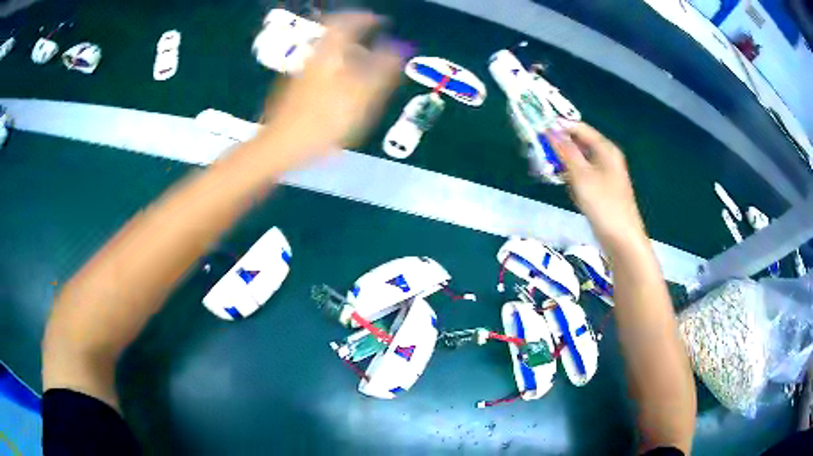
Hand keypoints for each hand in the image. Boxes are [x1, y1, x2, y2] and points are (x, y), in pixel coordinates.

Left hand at [261, 12, 402, 164]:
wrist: (281, 146)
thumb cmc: (325, 119)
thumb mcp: (362, 94)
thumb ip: (383, 69)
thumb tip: (400, 47)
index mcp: (329, 54)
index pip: (346, 22)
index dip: (365, 18)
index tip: (380, 20)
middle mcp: (313, 58)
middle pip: (334, 38)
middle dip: (355, 36)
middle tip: (372, 41)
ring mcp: (300, 75)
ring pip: (327, 56)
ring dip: (347, 54)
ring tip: (364, 68)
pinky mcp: (294, 92)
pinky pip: (321, 71)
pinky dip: (337, 71)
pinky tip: (343, 89)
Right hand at [549, 123, 645, 244]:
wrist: (621, 239)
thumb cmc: (603, 204)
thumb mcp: (581, 175)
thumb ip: (565, 151)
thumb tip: (550, 131)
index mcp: (605, 148)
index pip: (579, 128)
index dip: (559, 127)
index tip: (537, 130)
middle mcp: (606, 157)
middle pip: (579, 143)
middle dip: (560, 147)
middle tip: (540, 153)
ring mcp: (605, 174)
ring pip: (579, 161)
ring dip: (564, 163)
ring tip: (549, 170)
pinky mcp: (601, 189)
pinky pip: (583, 176)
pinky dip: (572, 177)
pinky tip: (566, 186)